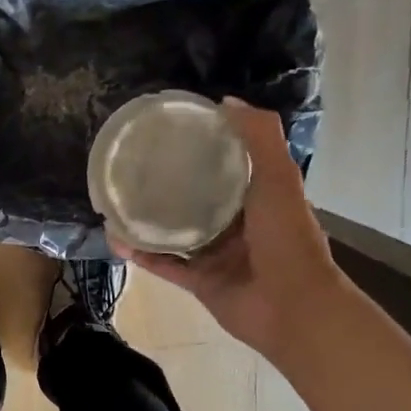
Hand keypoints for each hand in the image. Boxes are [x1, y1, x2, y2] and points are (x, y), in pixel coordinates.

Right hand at [113, 100, 343, 364]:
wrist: (293, 308)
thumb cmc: (287, 238)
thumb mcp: (279, 177)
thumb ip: (259, 137)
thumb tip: (224, 102)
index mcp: (259, 198)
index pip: (228, 167)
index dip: (204, 149)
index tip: (172, 133)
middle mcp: (237, 225)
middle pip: (197, 200)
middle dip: (170, 185)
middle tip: (134, 168)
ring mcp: (218, 256)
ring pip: (176, 234)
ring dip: (149, 221)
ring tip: (118, 204)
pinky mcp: (200, 283)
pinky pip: (166, 265)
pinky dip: (143, 255)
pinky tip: (118, 240)